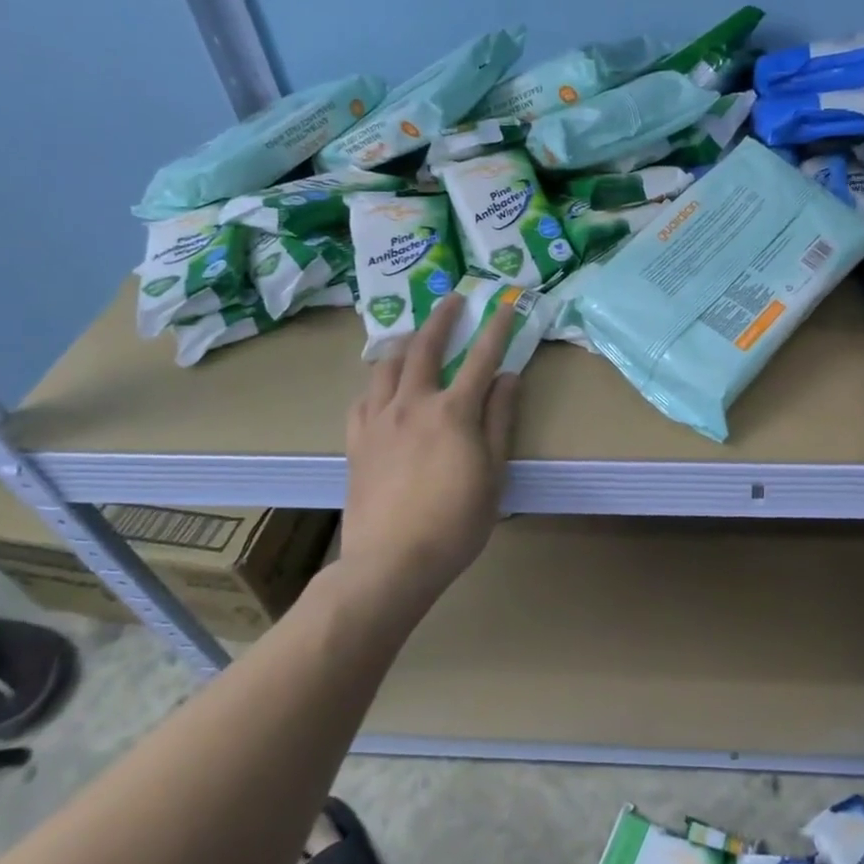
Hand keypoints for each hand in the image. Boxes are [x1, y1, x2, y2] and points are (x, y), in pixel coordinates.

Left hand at [343, 294, 520, 588]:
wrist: (391, 562)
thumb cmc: (455, 523)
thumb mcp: (493, 475)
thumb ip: (500, 421)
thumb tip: (508, 377)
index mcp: (452, 412)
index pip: (481, 358)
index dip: (496, 329)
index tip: (504, 306)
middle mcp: (412, 404)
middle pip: (425, 347)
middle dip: (441, 319)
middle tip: (452, 300)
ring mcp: (378, 420)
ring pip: (387, 365)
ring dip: (405, 343)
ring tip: (414, 337)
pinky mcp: (355, 441)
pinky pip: (362, 397)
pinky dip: (376, 382)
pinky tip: (381, 385)